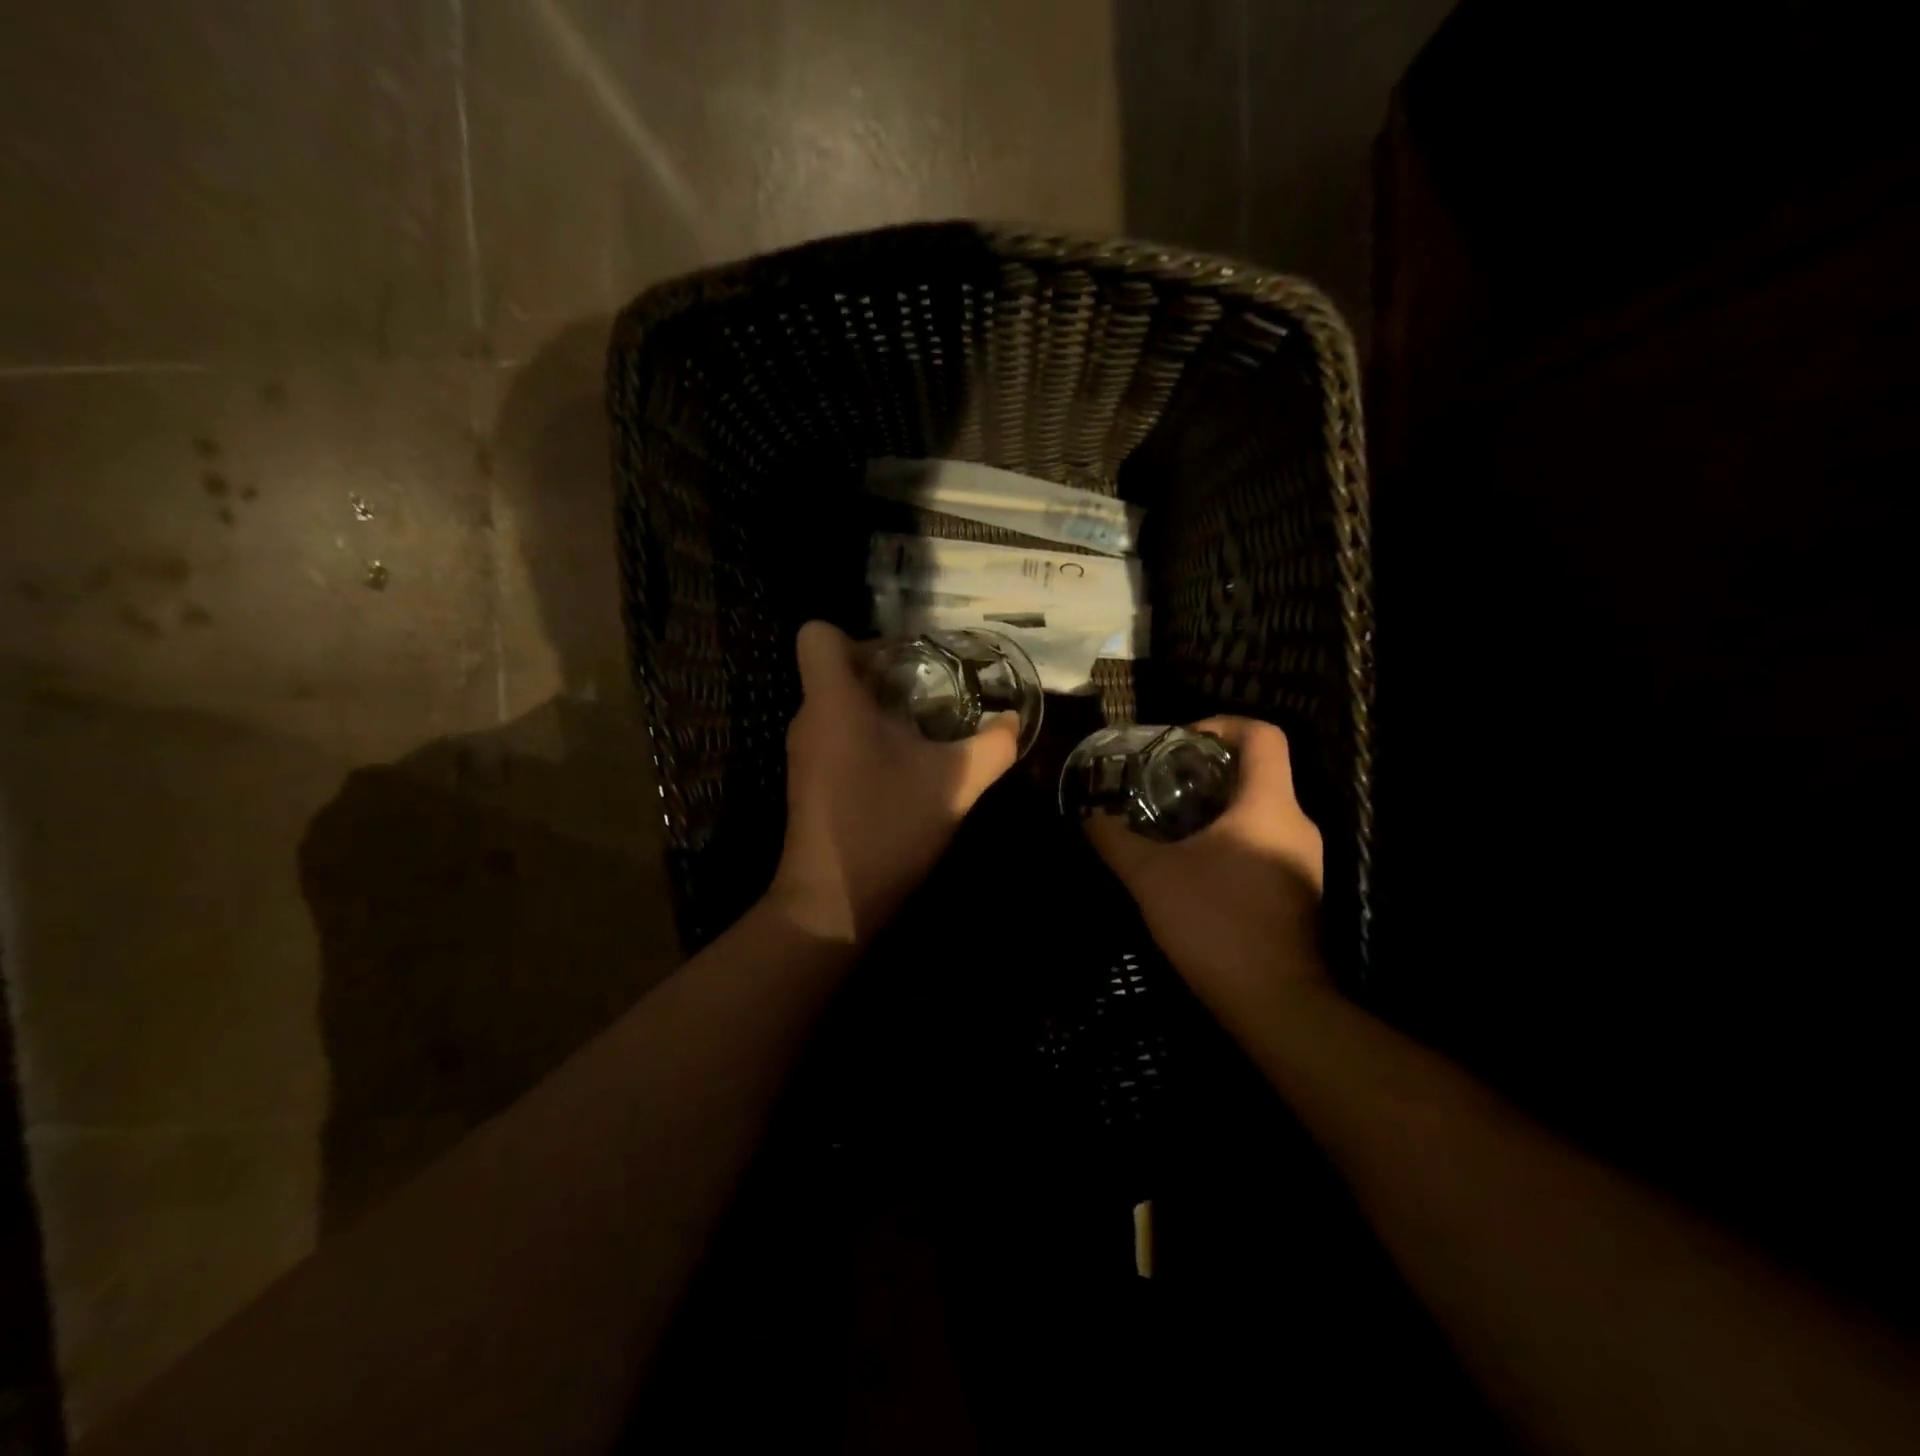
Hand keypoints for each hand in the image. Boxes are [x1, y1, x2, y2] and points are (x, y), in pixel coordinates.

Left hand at [768, 621, 1019, 942]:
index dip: (858, 637)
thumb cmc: (886, 827)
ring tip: (925, 732)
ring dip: (879, 710)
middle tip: (932, 694)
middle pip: (834, 670)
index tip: (904, 663)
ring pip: (836, 706)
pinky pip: (835, 737)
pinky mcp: (808, 782)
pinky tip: (904, 770)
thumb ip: (992, 747)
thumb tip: (1015, 721)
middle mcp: (809, 719)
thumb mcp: (954, 784)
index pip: (817, 635)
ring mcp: (804, 753)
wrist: (833, 903)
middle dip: (884, 674)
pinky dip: (866, 740)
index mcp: (833, 702)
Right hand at [1084, 717, 1327, 1016]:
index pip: (1263, 736)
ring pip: (1261, 811)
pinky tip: (1195, 867)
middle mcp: (1297, 823)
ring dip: (1218, 809)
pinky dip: (1231, 840)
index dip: (1221, 725)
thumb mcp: (1152, 877)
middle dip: (1208, 771)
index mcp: (1269, 805)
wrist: (1275, 1003)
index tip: (1180, 743)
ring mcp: (1304, 861)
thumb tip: (1089, 817)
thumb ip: (1116, 841)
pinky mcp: (1300, 891)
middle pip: (1259, 772)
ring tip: (1170, 825)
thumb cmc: (1215, 923)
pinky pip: (1266, 843)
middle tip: (1161, 785)